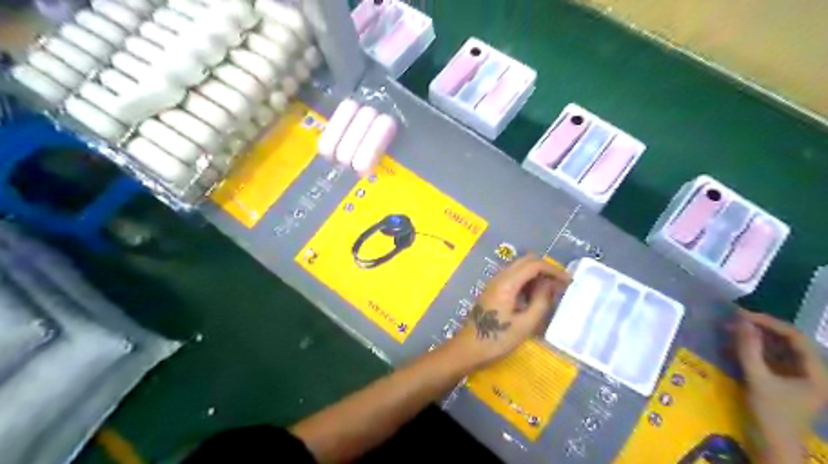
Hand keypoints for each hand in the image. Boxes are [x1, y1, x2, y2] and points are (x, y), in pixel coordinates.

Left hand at [446, 254, 570, 369]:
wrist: (467, 349)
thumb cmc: (497, 340)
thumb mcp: (525, 324)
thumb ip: (541, 302)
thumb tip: (550, 285)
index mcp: (507, 283)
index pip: (534, 264)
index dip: (553, 270)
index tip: (568, 282)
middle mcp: (499, 277)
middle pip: (525, 261)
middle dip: (545, 269)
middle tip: (560, 285)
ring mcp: (494, 284)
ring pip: (518, 269)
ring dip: (535, 275)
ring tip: (550, 293)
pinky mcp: (492, 291)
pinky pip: (512, 278)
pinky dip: (526, 282)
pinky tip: (534, 298)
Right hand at [734, 311, 827, 461]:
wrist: (773, 448)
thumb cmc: (771, 415)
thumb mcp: (757, 380)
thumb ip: (749, 350)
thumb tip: (741, 322)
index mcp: (816, 372)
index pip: (795, 337)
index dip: (768, 322)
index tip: (741, 315)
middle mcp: (811, 372)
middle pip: (787, 342)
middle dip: (760, 329)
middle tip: (733, 320)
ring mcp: (798, 379)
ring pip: (777, 350)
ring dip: (754, 339)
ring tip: (730, 330)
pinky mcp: (784, 384)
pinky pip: (770, 360)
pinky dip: (753, 351)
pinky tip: (734, 347)